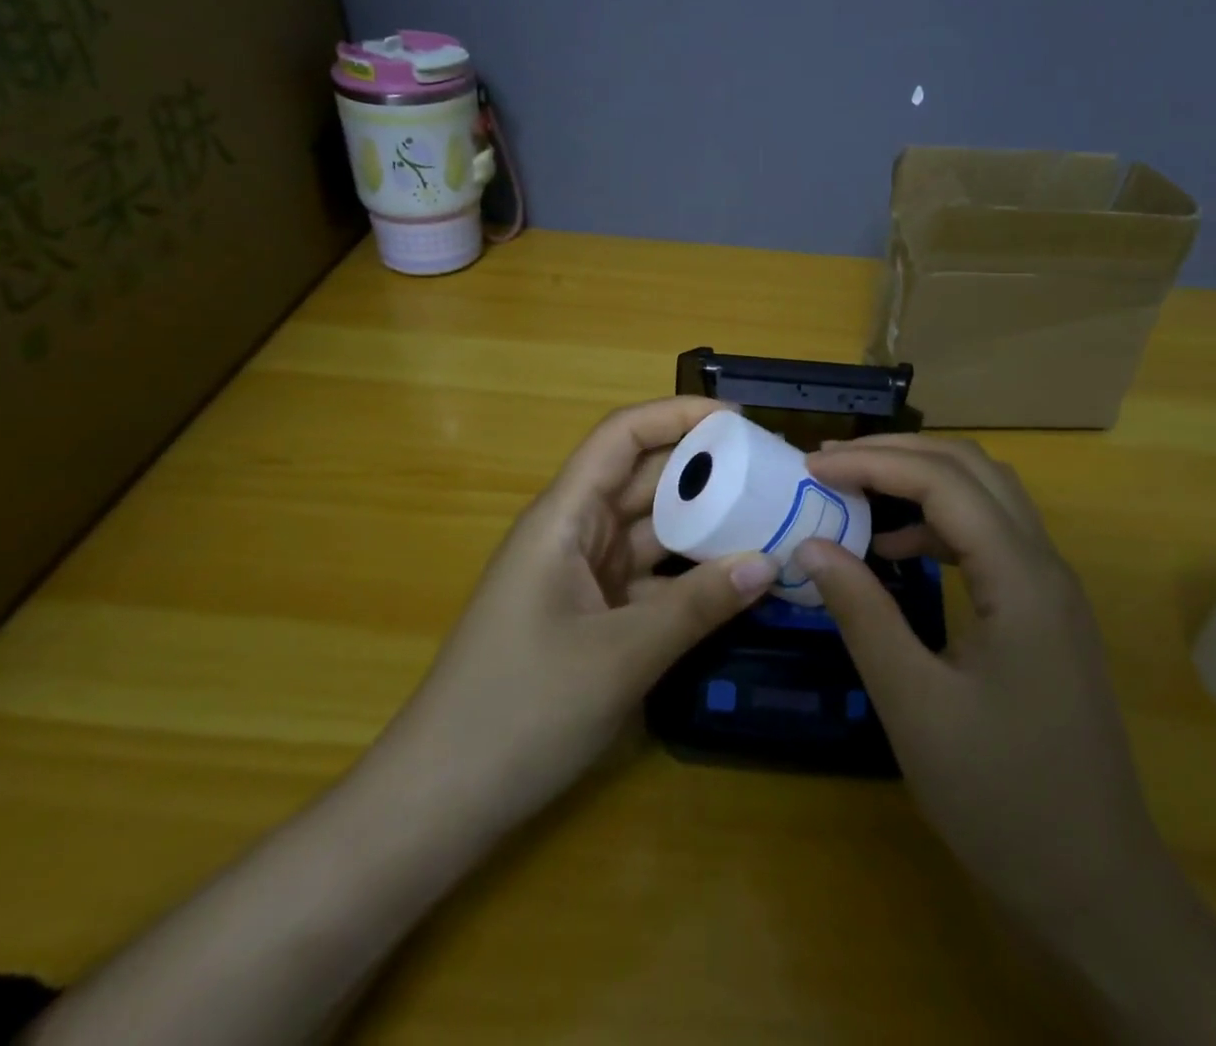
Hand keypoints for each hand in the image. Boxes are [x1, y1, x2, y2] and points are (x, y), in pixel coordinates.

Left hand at [375, 396, 776, 838]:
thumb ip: (697, 605)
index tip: (741, 423)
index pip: (622, 437)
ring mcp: (581, 577)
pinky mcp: (590, 616)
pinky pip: (649, 579)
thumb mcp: (620, 655)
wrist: (440, 800)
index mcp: (565, 517)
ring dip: (704, 526)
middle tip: (775, 475)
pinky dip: (689, 578)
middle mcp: (573, 534)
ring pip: (651, 531)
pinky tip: (737, 583)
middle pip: (644, 480)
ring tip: (771, 520)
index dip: (678, 416)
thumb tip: (769, 561)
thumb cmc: (520, 710)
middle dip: (706, 471)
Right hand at [797, 435, 1166, 935]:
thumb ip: (863, 614)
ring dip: (920, 479)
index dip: (873, 463)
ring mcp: (1050, 588)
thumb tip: (811, 544)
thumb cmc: (1002, 798)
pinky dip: (938, 522)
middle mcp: (1045, 565)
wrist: (1097, 886)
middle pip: (971, 469)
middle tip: (829, 463)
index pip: (942, 482)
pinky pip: (990, 535)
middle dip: (897, 453)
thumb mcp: (914, 705)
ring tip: (856, 490)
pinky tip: (898, 551)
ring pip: (986, 495)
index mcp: (1021, 578)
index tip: (811, 468)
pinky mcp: (1044, 612)